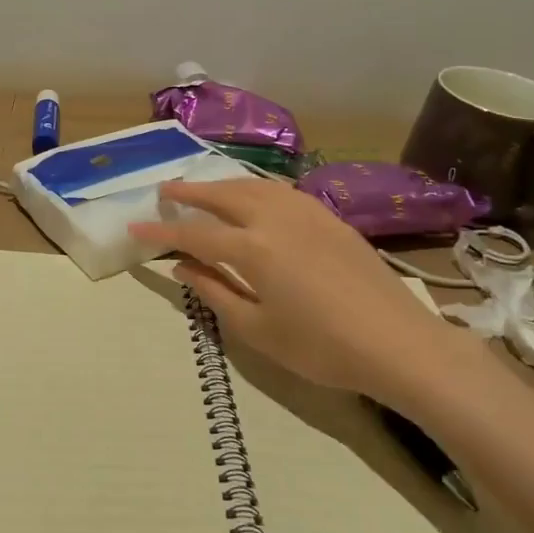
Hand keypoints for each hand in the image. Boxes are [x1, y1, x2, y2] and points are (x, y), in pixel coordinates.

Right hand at [130, 180, 483, 409]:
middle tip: (165, 190)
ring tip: (203, 190)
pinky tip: (254, 198)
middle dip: (189, 191)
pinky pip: (280, 191)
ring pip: (253, 186)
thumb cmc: (323, 348)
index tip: (135, 225)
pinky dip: (254, 189)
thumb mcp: (259, 330)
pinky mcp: (329, 217)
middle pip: (222, 195)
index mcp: (253, 249)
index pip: (194, 235)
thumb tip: (182, 267)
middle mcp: (275, 218)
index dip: (161, 232)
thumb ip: (215, 292)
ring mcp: (306, 212)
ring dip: (221, 184)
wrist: (399, 343)